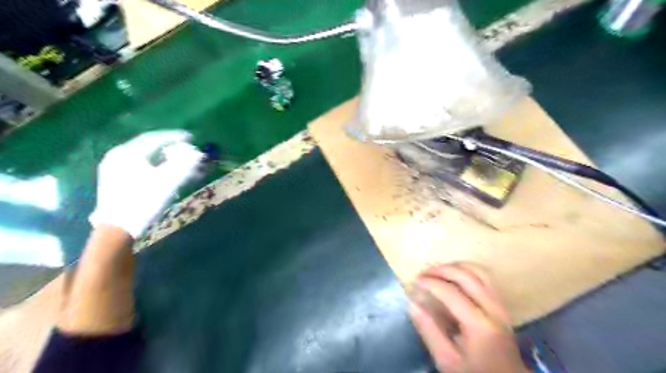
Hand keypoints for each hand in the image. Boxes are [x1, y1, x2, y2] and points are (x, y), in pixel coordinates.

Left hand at [89, 130, 202, 236]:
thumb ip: (184, 165)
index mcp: (128, 153)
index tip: (191, 137)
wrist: (118, 228)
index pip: (155, 138)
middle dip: (168, 146)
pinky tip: (161, 170)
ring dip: (161, 155)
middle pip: (148, 145)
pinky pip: (137, 164)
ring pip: (142, 155)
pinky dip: (152, 163)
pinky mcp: (113, 179)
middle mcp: (118, 156)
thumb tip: (197, 154)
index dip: (175, 137)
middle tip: (185, 147)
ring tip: (176, 159)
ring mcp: (113, 168)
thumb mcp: (168, 182)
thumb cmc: (144, 202)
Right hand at [409, 263, 528, 371]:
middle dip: (441, 269)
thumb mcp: (447, 360)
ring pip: (478, 271)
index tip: (415, 281)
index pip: (451, 292)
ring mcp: (500, 305)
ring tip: (437, 271)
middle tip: (423, 272)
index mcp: (479, 325)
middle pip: (466, 276)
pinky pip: (485, 278)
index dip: (430, 282)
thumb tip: (412, 302)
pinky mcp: (502, 305)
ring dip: (455, 266)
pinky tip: (454, 276)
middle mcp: (493, 309)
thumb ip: (429, 330)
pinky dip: (467, 270)